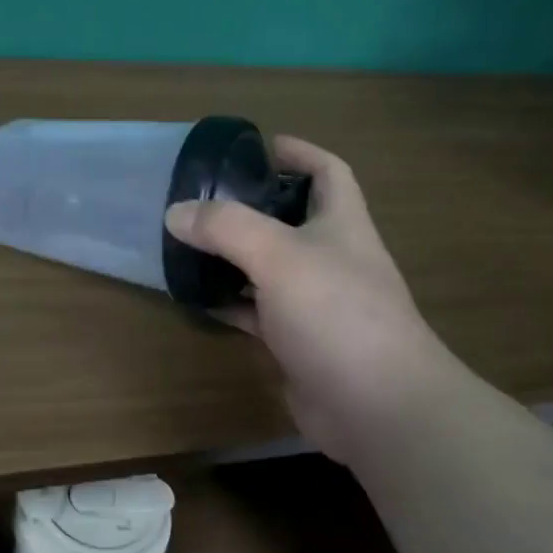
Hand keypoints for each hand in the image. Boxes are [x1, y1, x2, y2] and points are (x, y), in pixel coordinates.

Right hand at [165, 135, 452, 462]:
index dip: (299, 152)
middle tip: (204, 199)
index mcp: (342, 224)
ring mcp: (317, 303)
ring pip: (270, 267)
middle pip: (293, 219)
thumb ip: (226, 228)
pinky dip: (231, 302)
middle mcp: (332, 258)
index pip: (328, 171)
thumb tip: (176, 212)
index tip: (257, 146)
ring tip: (190, 243)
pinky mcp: (298, 342)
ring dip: (235, 256)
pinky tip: (198, 299)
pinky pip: (258, 312)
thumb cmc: (336, 313)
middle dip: (253, 205)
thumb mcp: (278, 255)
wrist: (376, 406)